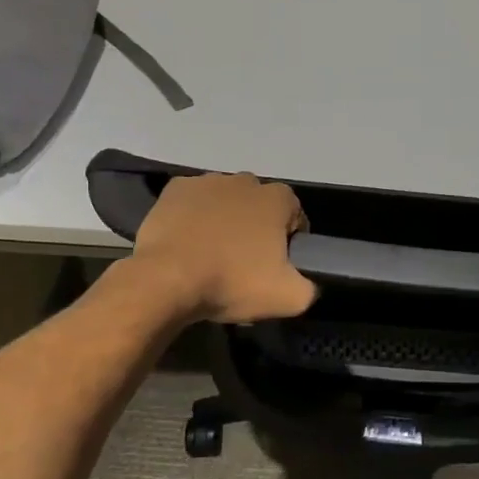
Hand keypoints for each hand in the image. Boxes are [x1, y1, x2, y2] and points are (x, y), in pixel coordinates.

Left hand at [124, 174, 317, 323]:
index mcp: (277, 198)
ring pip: (225, 202)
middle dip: (257, 228)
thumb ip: (310, 288)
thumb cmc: (233, 282)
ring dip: (225, 221)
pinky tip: (189, 244)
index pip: (295, 215)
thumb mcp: (289, 298)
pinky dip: (194, 218)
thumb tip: (306, 283)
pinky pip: (193, 203)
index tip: (278, 265)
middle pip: (259, 206)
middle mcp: (244, 180)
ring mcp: (206, 181)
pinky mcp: (174, 190)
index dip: (290, 241)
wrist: (167, 279)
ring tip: (213, 256)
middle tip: (246, 264)